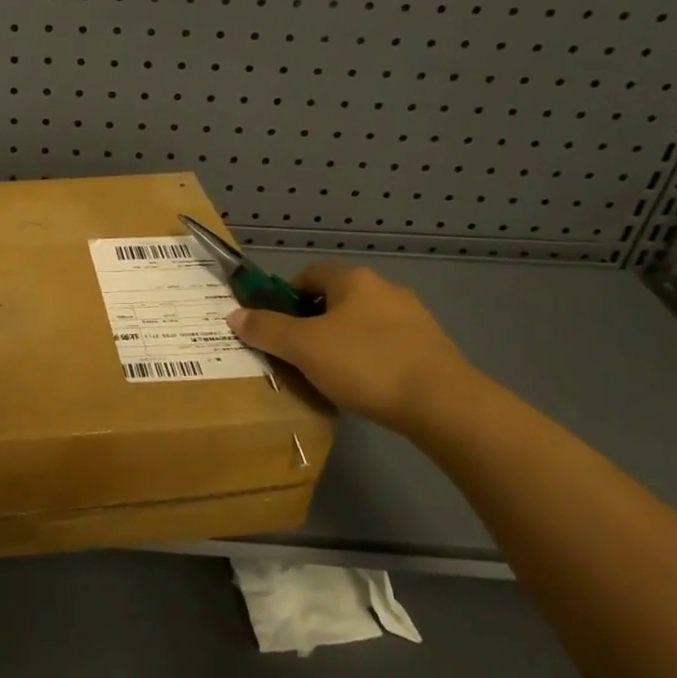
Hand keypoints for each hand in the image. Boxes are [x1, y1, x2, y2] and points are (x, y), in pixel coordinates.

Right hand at [227, 264, 477, 435]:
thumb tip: (234, 315)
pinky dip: (367, 359)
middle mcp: (385, 289)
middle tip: (294, 352)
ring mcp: (413, 318)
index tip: (272, 325)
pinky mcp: (429, 348)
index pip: (308, 274)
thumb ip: (266, 329)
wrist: (442, 403)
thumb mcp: (303, 347)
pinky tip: (362, 385)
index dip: (284, 296)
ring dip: (340, 341)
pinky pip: (384, 345)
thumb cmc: (365, 364)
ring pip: (361, 323)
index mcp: (354, 280)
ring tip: (326, 373)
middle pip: (335, 299)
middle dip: (311, 322)